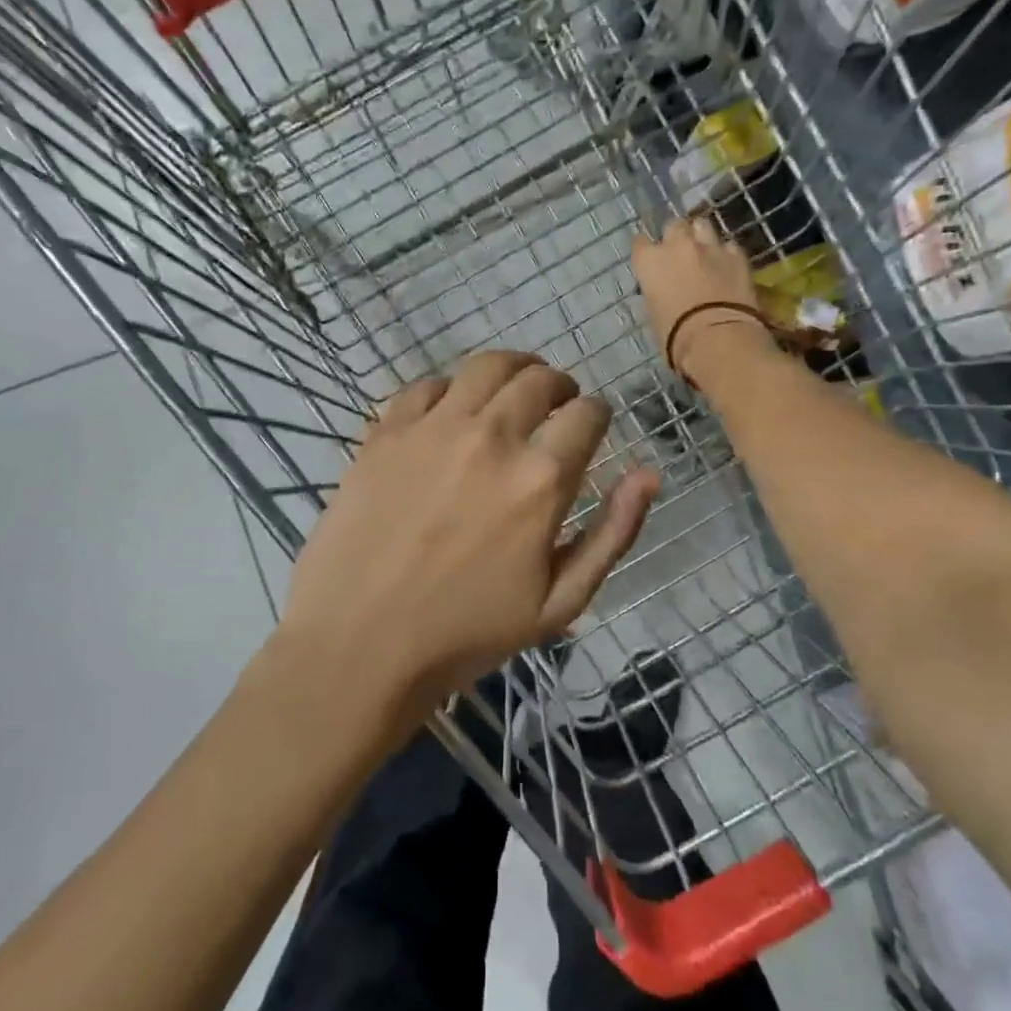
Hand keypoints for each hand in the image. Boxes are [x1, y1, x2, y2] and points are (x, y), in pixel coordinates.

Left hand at [274, 351, 658, 723]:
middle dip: (560, 387)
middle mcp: (492, 436)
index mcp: (541, 478)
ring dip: (512, 370)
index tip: (591, 427)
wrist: (360, 644)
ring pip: (486, 366)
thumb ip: (613, 533)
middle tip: (556, 405)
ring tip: (512, 390)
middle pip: (540, 378)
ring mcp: (433, 428)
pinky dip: (449, 389)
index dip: (598, 416)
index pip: (588, 414)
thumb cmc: (467, 633)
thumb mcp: (561, 602)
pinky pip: (426, 384)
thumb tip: (649, 474)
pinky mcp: (386, 432)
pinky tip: (450, 412)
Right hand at [631, 216, 772, 383]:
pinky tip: (727, 268)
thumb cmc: (675, 336)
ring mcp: (710, 247)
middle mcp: (677, 245)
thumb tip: (662, 289)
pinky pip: (729, 246)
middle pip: (673, 226)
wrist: (718, 339)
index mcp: (650, 261)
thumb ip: (656, 292)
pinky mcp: (738, 256)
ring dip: (701, 237)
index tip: (649, 261)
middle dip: (675, 237)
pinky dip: (726, 255)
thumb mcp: (653, 314)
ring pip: (702, 225)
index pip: (640, 243)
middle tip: (678, 254)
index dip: (646, 252)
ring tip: (704, 253)